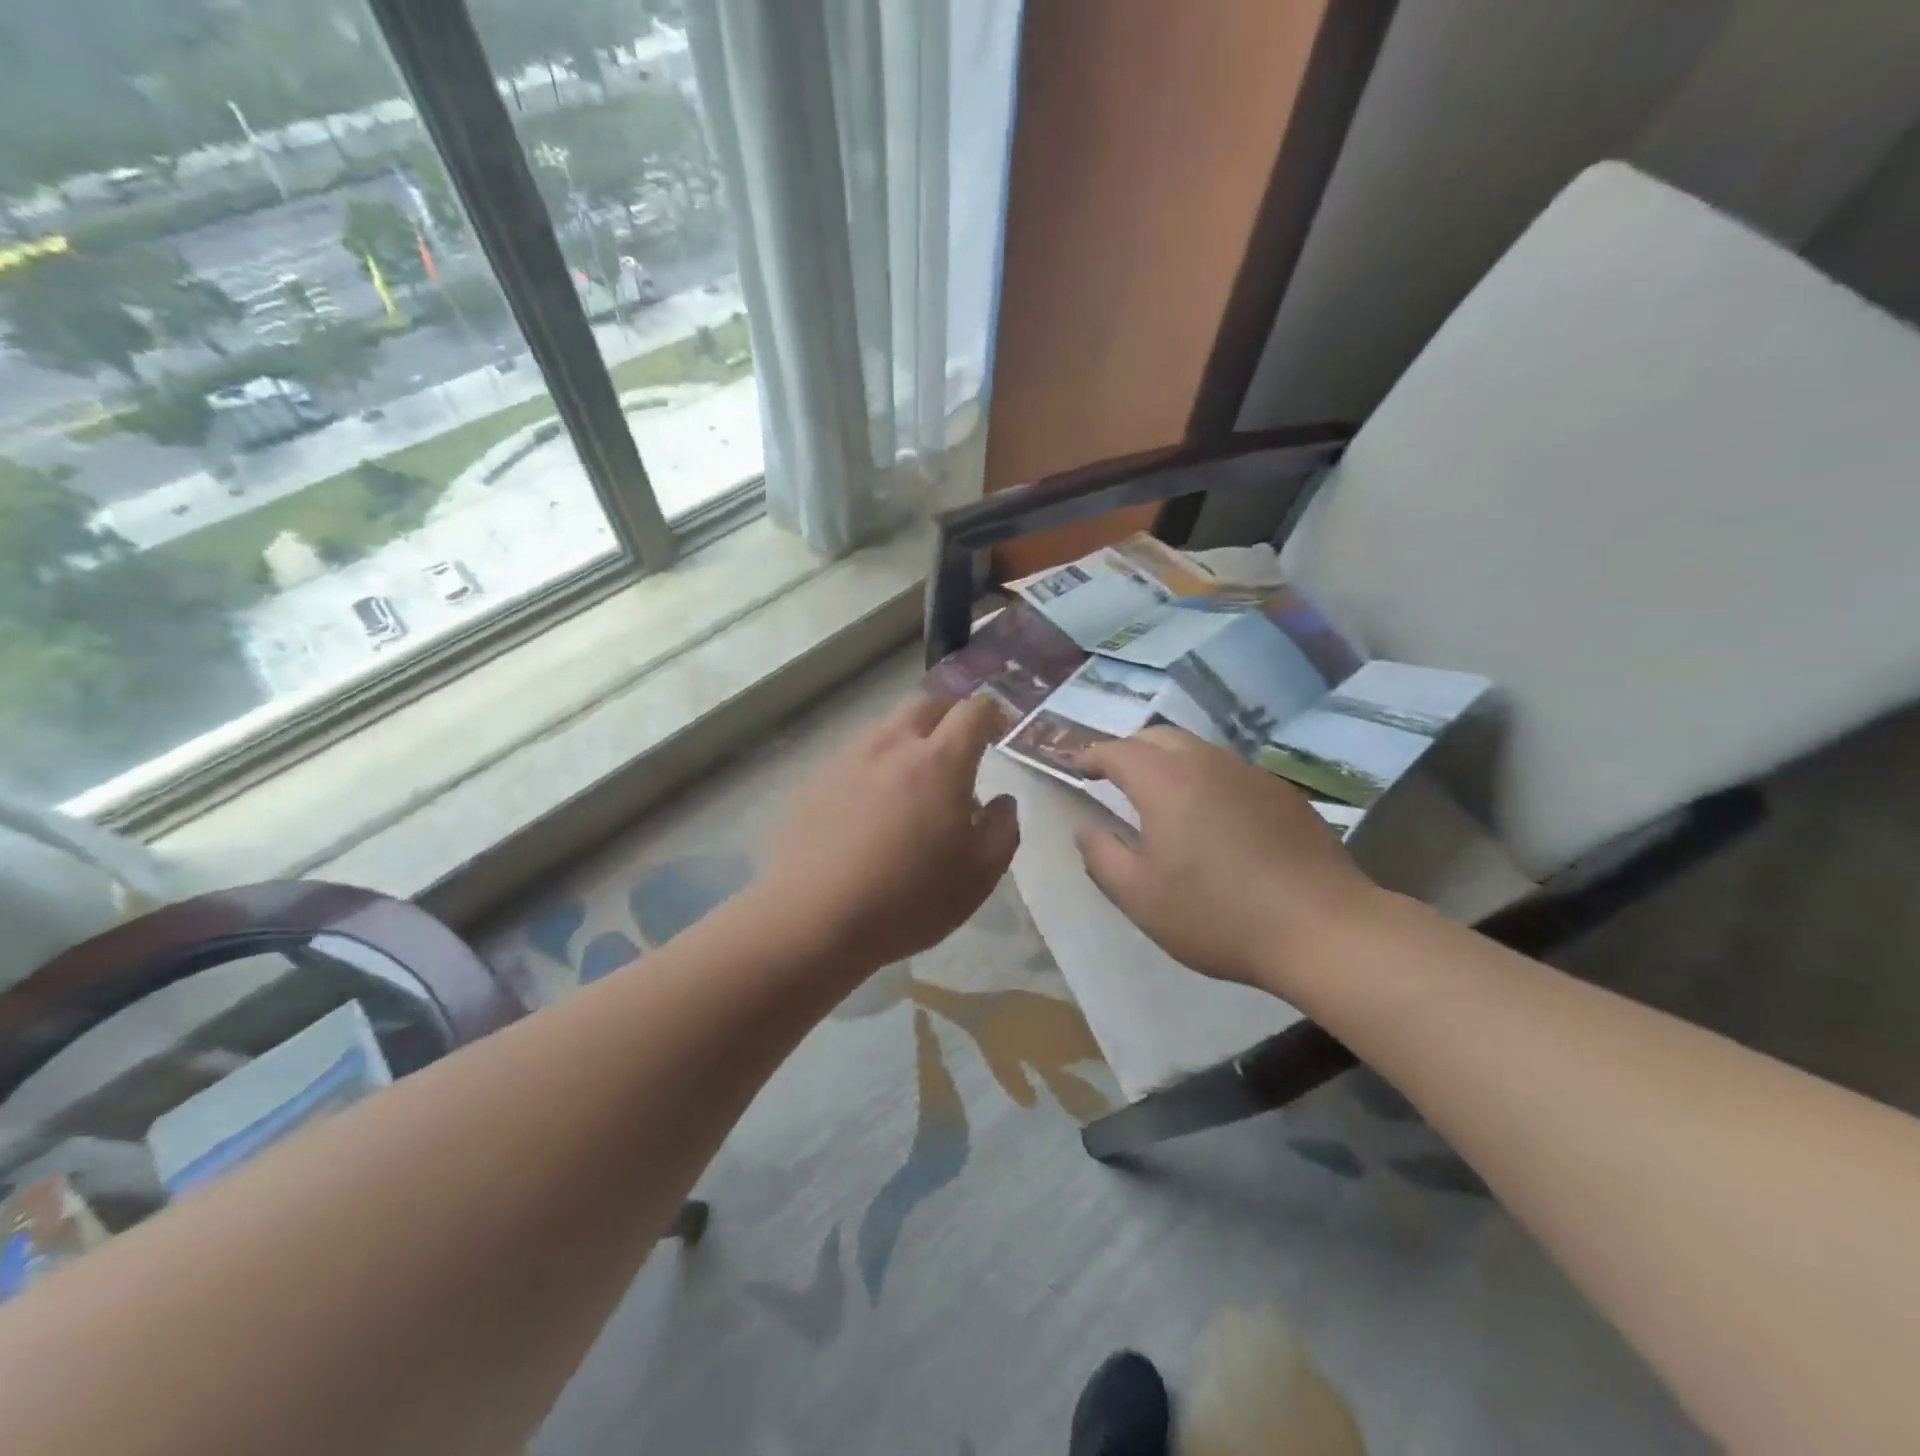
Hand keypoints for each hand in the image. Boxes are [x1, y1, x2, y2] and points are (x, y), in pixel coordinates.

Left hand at [761, 693, 1018, 974]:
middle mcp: (892, 746)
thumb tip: (1002, 802)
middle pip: (926, 704)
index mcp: (939, 761)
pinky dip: (876, 765)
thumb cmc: (908, 898)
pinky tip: (871, 806)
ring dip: (909, 739)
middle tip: (959, 745)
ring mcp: (848, 759)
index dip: (992, 713)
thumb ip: (1002, 829)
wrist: (813, 919)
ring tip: (914, 779)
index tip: (999, 729)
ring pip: (887, 728)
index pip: (972, 711)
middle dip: (949, 714)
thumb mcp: (978, 876)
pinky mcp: (816, 781)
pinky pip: (856, 757)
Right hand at [1075, 725, 1380, 994]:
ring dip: (1169, 761)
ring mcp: (1250, 775)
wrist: (1322, 928)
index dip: (1092, 756)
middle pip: (1158, 737)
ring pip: (1197, 750)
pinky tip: (1212, 817)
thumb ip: (1102, 857)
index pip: (1118, 751)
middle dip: (1130, 750)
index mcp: (1166, 782)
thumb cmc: (1217, 914)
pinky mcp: (1282, 793)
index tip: (1077, 767)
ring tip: (1160, 795)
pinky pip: (1229, 771)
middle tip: (1115, 777)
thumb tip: (1087, 829)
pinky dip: (1204, 779)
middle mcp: (1207, 763)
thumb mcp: (1140, 897)